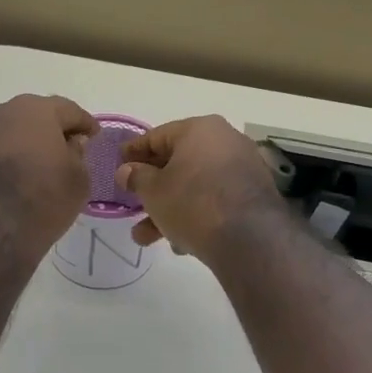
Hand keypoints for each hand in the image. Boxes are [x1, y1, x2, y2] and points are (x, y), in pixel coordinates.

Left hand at [0, 95, 96, 264]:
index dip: (84, 124)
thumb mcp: (78, 180)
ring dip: (22, 145)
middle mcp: (0, 112)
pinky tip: (9, 181)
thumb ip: (78, 155)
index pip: (68, 110)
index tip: (93, 137)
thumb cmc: (41, 200)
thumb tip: (69, 144)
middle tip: (64, 151)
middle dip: (50, 131)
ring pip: (6, 133)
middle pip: (33, 116)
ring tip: (34, 168)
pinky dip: (0, 161)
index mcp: (35, 110)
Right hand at [114, 116, 287, 262]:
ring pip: (195, 186)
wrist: (249, 238)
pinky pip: (215, 200)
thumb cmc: (193, 203)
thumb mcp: (154, 191)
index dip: (133, 152)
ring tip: (146, 238)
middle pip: (178, 163)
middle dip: (152, 190)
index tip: (117, 164)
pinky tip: (180, 243)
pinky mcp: (254, 195)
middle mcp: (225, 140)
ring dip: (169, 210)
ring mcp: (243, 167)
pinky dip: (196, 215)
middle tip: (132, 205)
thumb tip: (127, 171)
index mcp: (199, 129)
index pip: (157, 136)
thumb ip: (136, 177)